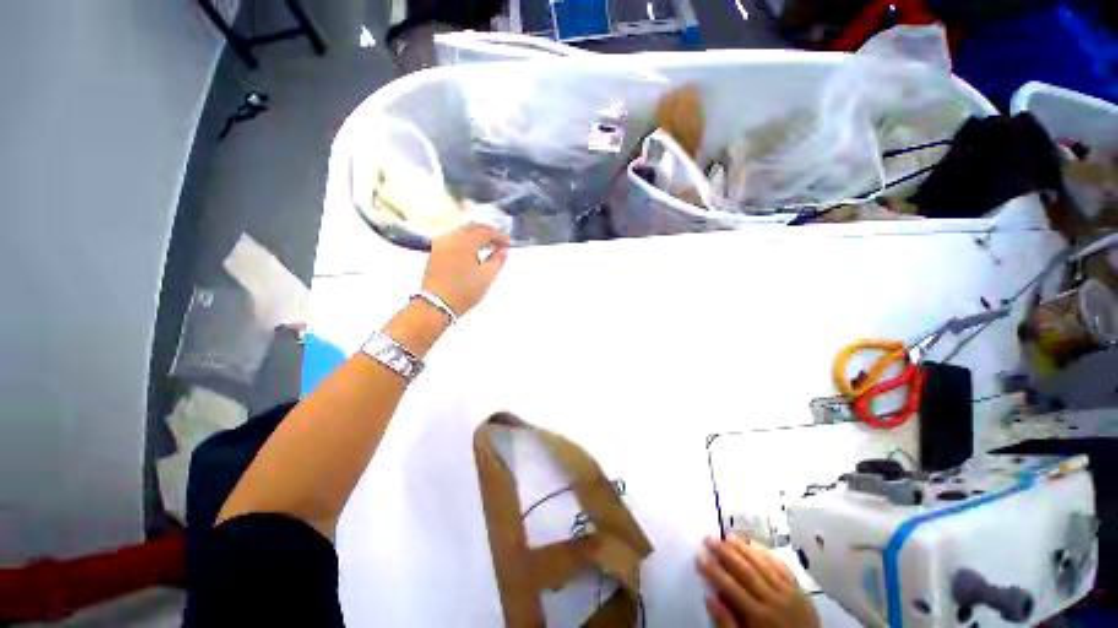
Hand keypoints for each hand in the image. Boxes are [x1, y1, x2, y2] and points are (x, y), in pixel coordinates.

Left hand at [421, 223, 509, 316]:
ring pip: (461, 231)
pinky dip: (465, 240)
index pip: (485, 232)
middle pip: (472, 227)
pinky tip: (471, 251)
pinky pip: (453, 238)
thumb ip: (498, 260)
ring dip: (475, 236)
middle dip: (487, 232)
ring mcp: (440, 244)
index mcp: (465, 243)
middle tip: (498, 242)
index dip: (499, 237)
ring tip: (487, 246)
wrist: (436, 304)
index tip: (507, 244)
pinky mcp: (435, 251)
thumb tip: (503, 250)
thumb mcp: (487, 277)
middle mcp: (451, 238)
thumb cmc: (464, 292)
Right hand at [698, 536, 819, 627]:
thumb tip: (709, 597)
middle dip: (724, 552)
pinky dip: (767, 554)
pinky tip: (754, 545)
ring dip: (743, 547)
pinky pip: (781, 566)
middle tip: (708, 538)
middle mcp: (773, 599)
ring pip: (762, 563)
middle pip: (745, 569)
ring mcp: (788, 592)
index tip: (699, 556)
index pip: (730, 587)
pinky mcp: (799, 589)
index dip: (713, 570)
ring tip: (726, 536)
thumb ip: (727, 623)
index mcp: (758, 615)